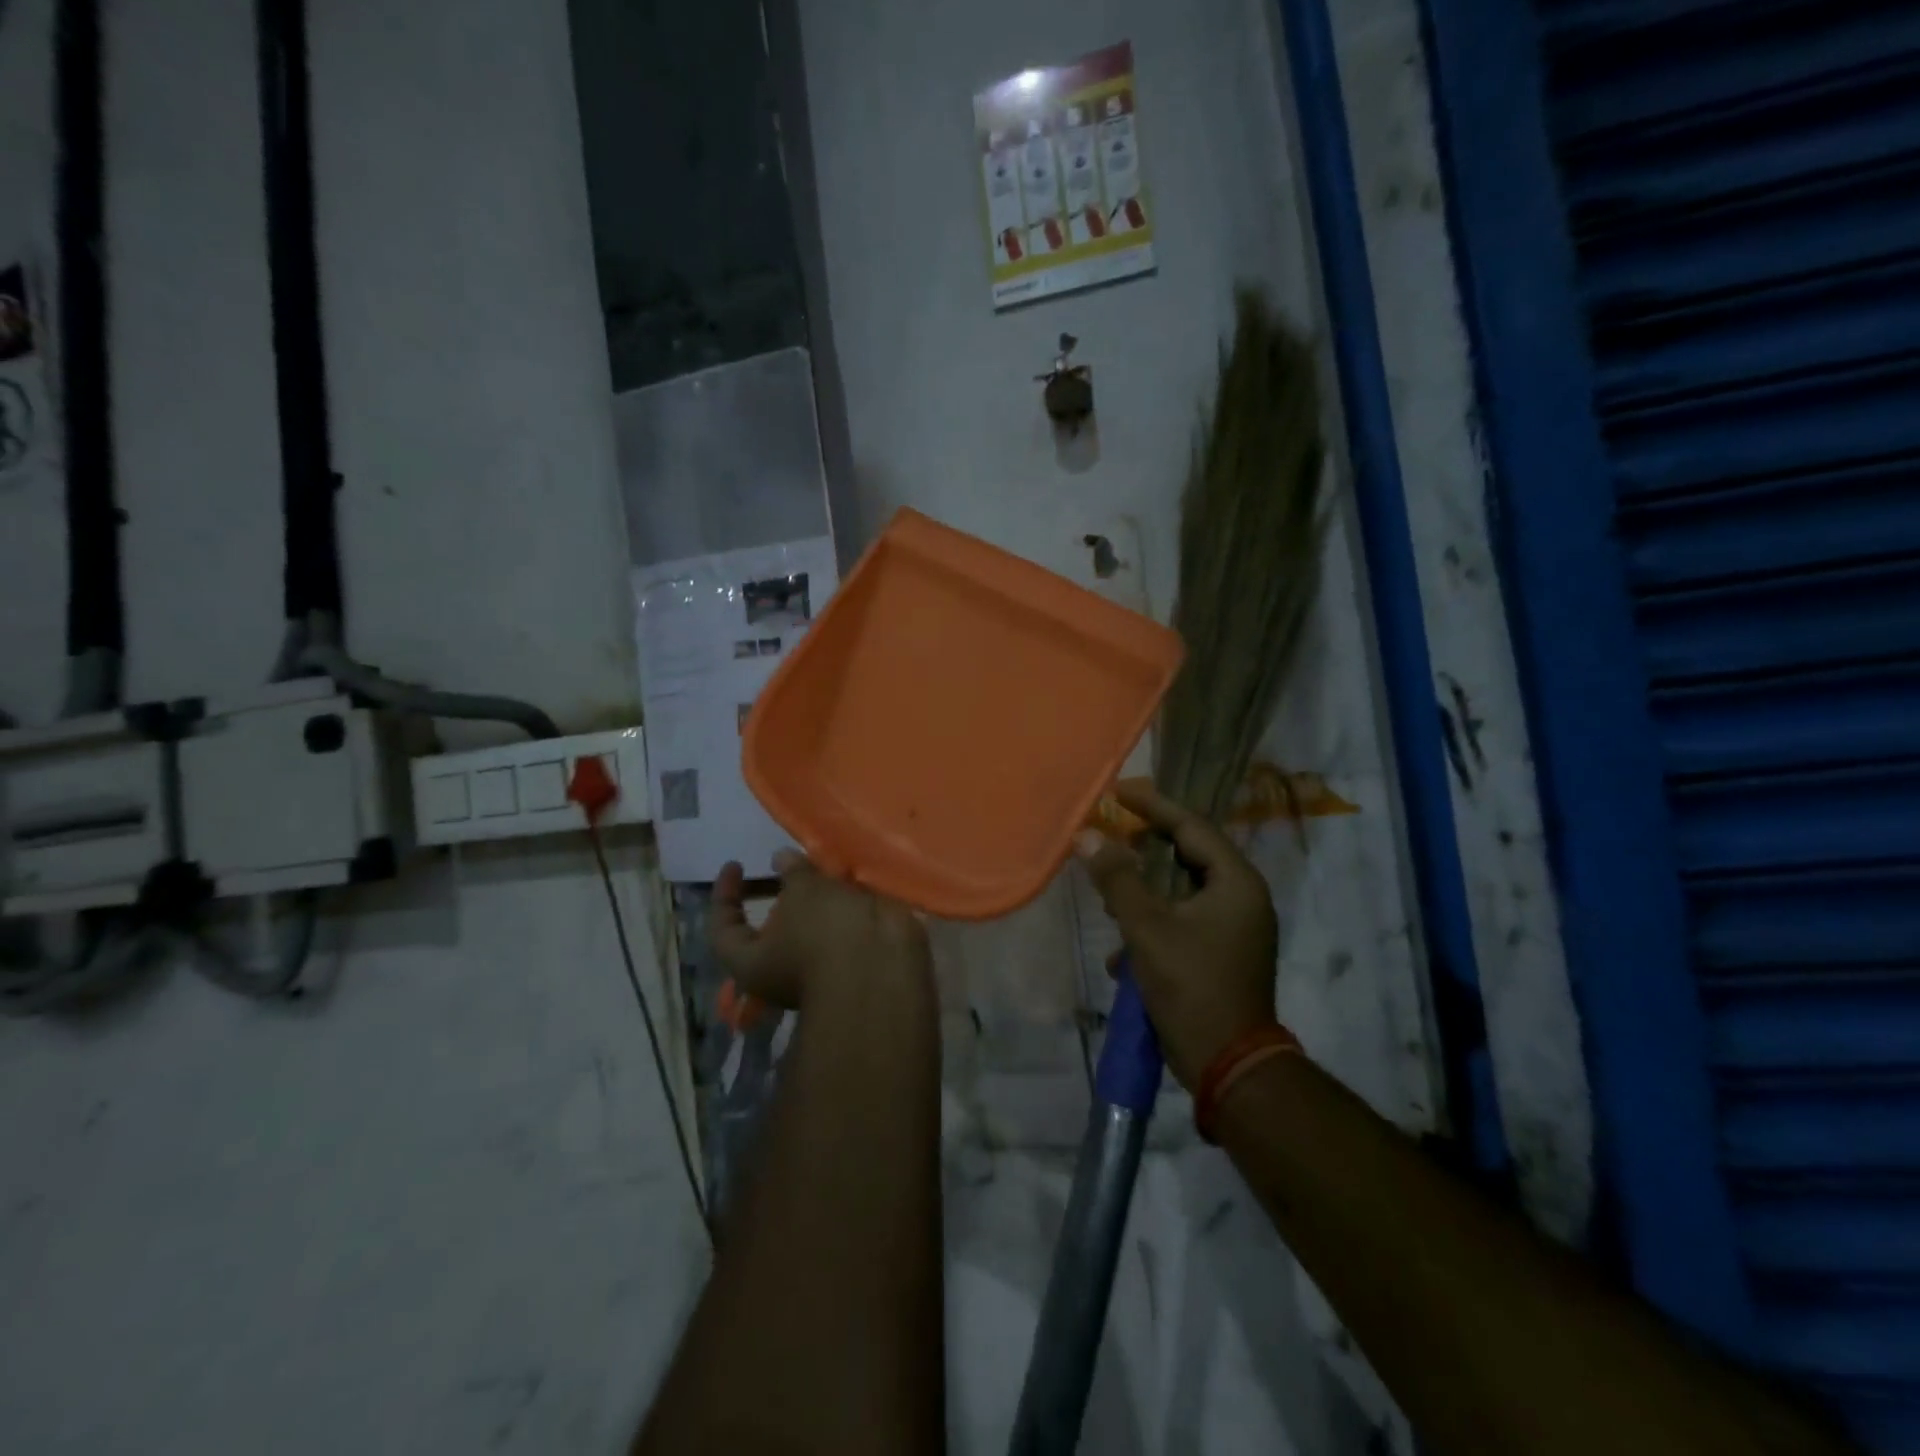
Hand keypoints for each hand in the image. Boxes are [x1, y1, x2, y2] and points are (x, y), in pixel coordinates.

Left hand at [709, 850, 931, 1011]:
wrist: (882, 967)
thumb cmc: (824, 933)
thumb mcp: (803, 892)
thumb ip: (792, 871)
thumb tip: (780, 858)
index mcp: (752, 964)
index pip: (723, 929)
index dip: (724, 894)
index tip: (736, 864)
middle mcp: (780, 973)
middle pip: (771, 929)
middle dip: (782, 894)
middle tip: (789, 865)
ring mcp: (816, 969)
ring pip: (809, 928)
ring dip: (816, 897)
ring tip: (824, 863)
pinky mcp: (849, 961)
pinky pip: (838, 929)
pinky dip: (841, 905)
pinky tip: (850, 879)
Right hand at [1077, 782, 1278, 1088]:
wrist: (1229, 1066)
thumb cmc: (1192, 987)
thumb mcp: (1147, 929)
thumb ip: (1117, 879)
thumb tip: (1087, 836)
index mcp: (1235, 883)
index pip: (1192, 827)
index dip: (1153, 806)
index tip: (1119, 791)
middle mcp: (1241, 898)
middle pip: (1188, 855)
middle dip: (1145, 850)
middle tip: (1110, 837)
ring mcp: (1234, 929)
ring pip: (1181, 891)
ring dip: (1144, 892)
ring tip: (1110, 896)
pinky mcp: (1221, 954)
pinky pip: (1182, 921)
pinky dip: (1153, 925)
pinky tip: (1122, 954)